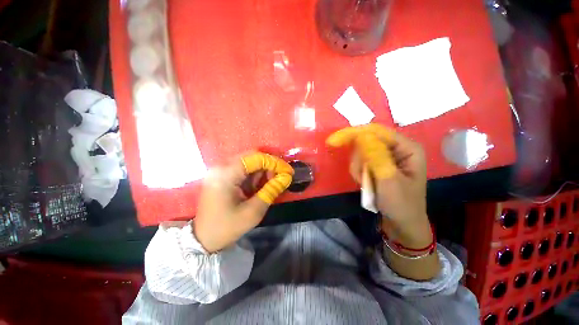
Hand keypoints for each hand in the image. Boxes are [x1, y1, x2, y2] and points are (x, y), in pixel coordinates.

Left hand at [193, 153, 293, 252]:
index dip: (275, 163)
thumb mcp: (253, 211)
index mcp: (226, 174)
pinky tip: (260, 185)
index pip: (256, 158)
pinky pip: (243, 169)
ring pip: (248, 162)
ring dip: (263, 170)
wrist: (203, 240)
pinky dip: (255, 175)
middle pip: (252, 157)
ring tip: (271, 183)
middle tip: (280, 177)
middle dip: (270, 166)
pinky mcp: (222, 176)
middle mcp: (221, 166)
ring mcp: (220, 170)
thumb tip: (287, 177)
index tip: (289, 171)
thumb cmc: (227, 227)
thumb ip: (271, 190)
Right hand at [327, 124, 429, 246]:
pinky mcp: (379, 163)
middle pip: (367, 140)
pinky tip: (365, 183)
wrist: (402, 224)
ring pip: (361, 152)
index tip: (333, 141)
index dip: (353, 133)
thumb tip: (361, 135)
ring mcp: (387, 155)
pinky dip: (359, 172)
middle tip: (360, 177)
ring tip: (366, 184)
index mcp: (407, 147)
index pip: (376, 131)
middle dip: (359, 159)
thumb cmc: (401, 204)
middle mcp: (397, 147)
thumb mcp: (389, 181)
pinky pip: (361, 161)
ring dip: (358, 168)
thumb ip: (376, 156)